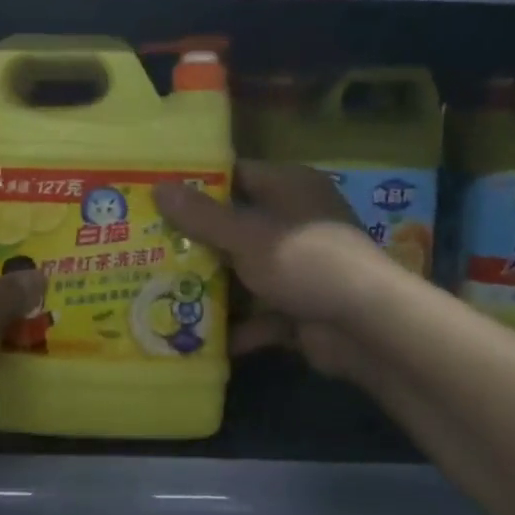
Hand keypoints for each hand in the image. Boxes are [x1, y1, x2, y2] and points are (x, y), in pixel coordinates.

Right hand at [155, 160, 377, 382]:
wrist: (367, 327)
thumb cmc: (304, 261)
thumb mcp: (246, 235)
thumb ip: (201, 216)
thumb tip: (158, 188)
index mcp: (289, 188)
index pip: (236, 175)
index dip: (196, 185)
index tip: (156, 195)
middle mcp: (295, 221)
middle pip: (236, 226)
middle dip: (195, 241)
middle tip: (146, 245)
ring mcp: (299, 266)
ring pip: (245, 272)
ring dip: (212, 286)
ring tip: (161, 290)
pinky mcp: (301, 307)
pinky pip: (260, 313)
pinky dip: (237, 326)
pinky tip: (199, 339)